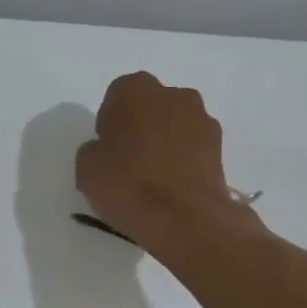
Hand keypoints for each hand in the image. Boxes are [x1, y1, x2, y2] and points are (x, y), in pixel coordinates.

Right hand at [76, 72, 247, 249]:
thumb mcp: (86, 168)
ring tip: (154, 178)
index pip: (116, 97)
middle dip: (140, 127)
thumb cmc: (128, 185)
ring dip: (164, 142)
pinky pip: (192, 147)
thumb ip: (94, 149)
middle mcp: (173, 94)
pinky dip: (183, 160)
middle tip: (129, 161)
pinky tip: (173, 186)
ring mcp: (202, 119)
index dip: (110, 123)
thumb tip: (107, 151)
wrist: (184, 218)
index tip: (107, 149)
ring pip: (174, 125)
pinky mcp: (220, 147)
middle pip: (150, 106)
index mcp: (136, 89)